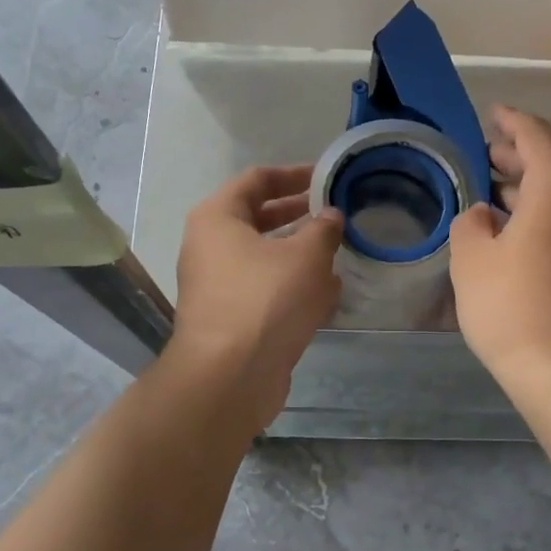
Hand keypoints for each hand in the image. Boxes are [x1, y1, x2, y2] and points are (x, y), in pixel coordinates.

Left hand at [170, 165, 343, 431]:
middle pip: (259, 217)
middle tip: (336, 213)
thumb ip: (324, 229)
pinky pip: (267, 289)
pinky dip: (294, 285)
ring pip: (265, 257)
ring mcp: (219, 285)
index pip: (257, 179)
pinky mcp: (233, 318)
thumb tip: (331, 217)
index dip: (294, 174)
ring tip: (339, 251)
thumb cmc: (266, 299)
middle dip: (300, 214)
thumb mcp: (306, 256)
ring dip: (301, 253)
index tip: (326, 177)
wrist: (231, 376)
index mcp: (218, 218)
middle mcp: (211, 247)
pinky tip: (329, 292)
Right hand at [448, 106, 550, 391]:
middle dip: (517, 157)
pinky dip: (544, 214)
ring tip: (495, 191)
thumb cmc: (511, 304)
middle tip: (486, 155)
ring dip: (529, 188)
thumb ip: (472, 222)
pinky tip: (516, 229)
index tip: (492, 113)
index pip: (534, 136)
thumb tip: (485, 215)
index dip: (509, 121)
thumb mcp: (470, 257)